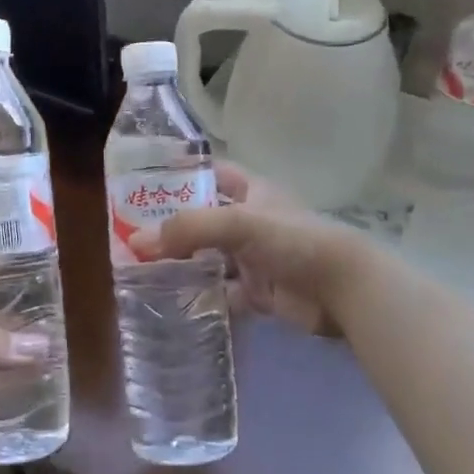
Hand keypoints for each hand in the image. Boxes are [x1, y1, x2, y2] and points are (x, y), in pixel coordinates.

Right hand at [131, 163, 362, 333]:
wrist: (343, 288)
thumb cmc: (292, 240)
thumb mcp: (238, 222)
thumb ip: (188, 228)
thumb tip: (136, 242)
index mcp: (251, 192)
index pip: (212, 173)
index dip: (183, 174)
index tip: (146, 183)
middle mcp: (251, 221)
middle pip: (204, 219)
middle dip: (173, 226)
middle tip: (131, 234)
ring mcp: (256, 258)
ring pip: (210, 257)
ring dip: (183, 263)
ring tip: (141, 269)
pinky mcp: (260, 292)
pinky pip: (223, 292)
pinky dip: (202, 296)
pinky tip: (173, 300)